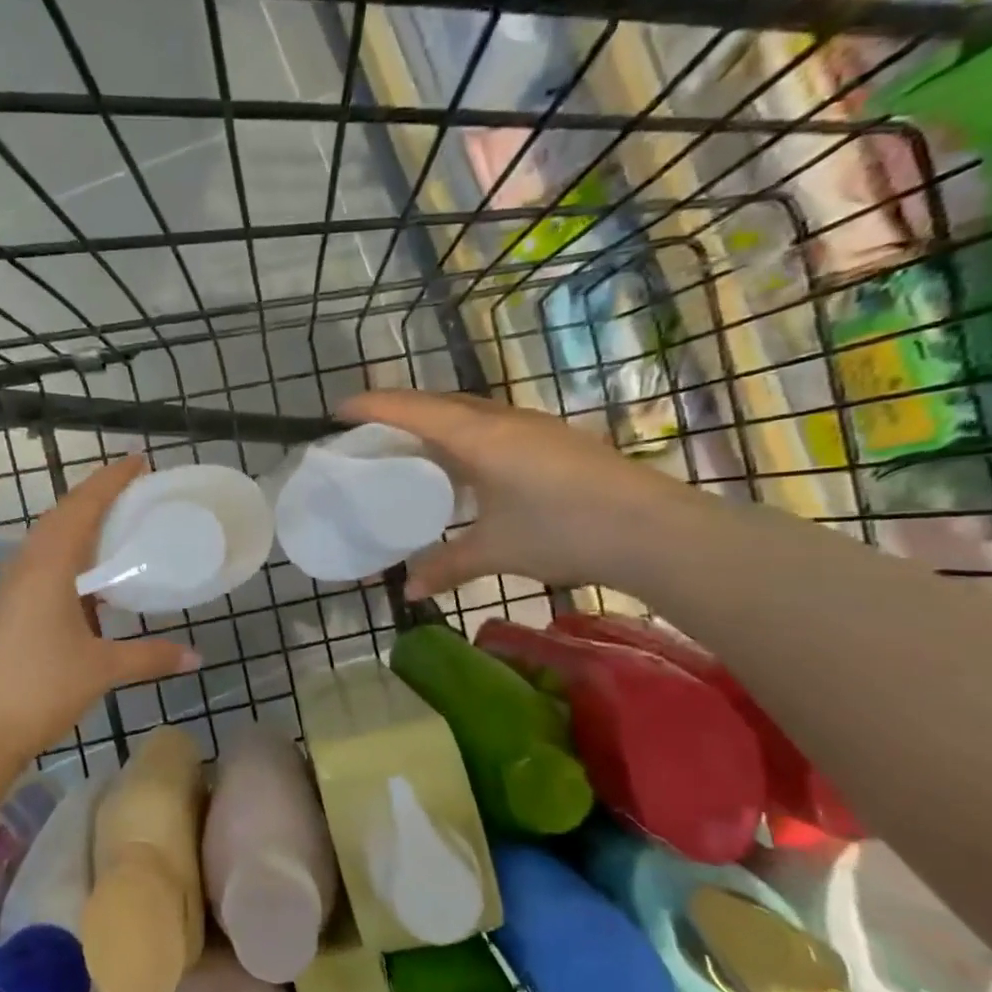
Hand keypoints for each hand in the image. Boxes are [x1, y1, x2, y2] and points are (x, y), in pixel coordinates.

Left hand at [0, 455, 200, 766]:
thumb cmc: (39, 688)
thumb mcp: (101, 668)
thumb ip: (149, 656)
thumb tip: (195, 657)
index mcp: (48, 566)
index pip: (82, 506)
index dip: (111, 480)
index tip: (139, 461)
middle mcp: (26, 567)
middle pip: (63, 517)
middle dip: (98, 499)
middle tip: (136, 494)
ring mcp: (12, 589)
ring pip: (50, 543)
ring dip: (82, 530)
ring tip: (119, 530)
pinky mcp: (7, 611)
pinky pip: (43, 569)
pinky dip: (72, 562)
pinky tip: (94, 585)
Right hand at [338, 389, 700, 595]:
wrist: (654, 531)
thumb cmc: (563, 531)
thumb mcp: (495, 552)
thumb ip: (446, 566)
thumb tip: (408, 589)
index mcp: (479, 437)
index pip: (413, 410)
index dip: (372, 407)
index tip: (336, 411)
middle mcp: (503, 421)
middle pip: (439, 402)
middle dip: (399, 411)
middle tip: (369, 432)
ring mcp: (533, 428)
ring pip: (469, 413)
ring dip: (434, 423)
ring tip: (411, 449)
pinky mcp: (554, 441)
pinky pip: (492, 427)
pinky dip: (463, 438)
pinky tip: (465, 469)